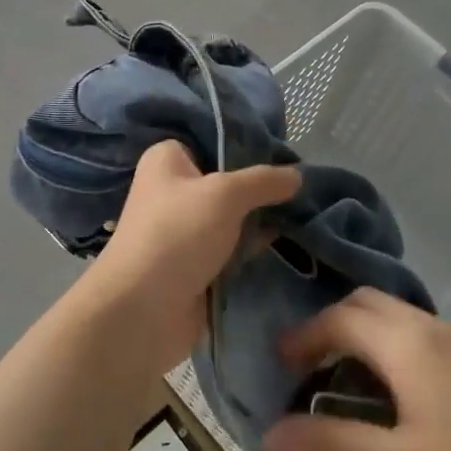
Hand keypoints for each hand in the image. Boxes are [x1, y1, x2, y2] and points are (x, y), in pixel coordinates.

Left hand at [85, 141, 300, 375]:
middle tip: (304, 188)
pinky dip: (253, 249)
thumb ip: (263, 181)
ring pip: (231, 218)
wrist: (143, 310)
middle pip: (226, 181)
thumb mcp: (225, 194)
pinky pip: (231, 249)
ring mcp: (183, 230)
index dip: (250, 146)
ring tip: (307, 215)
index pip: (214, 140)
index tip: (289, 156)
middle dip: (261, 188)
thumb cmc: (177, 234)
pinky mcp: (194, 264)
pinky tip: (290, 244)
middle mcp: (172, 190)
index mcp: (167, 159)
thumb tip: (298, 174)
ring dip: (260, 221)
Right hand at [263, 288, 450, 450]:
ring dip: (361, 334)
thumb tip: (270, 434)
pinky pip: (417, 334)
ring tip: (343, 380)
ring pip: (395, 316)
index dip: (303, 336)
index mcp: (406, 342)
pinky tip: (394, 392)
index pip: (339, 318)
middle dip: (330, 326)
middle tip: (307, 368)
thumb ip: (334, 446)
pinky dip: (388, 346)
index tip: (278, 366)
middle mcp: (430, 327)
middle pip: (366, 303)